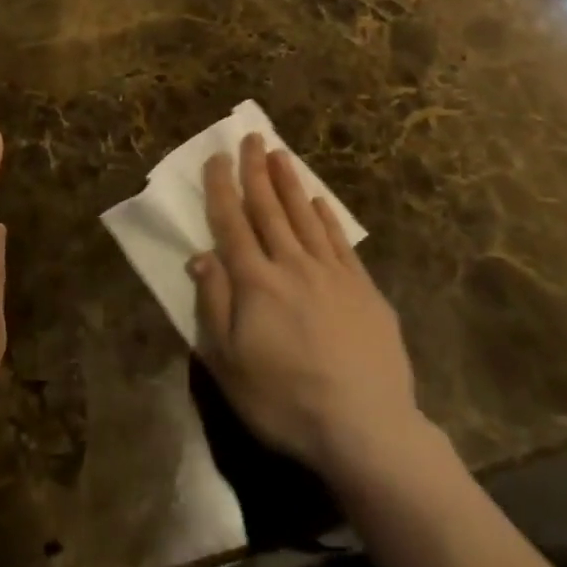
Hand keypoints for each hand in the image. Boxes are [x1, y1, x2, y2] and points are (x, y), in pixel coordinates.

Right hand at [188, 134, 419, 477]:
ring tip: (280, 154)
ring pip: (305, 216)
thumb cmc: (286, 401)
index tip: (217, 157)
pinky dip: (326, 217)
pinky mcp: (363, 288)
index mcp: (255, 282)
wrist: (367, 429)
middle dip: (256, 170)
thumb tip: (199, 256)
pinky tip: (319, 202)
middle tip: (252, 137)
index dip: (222, 187)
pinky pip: (340, 241)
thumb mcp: (230, 364)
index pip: (232, 223)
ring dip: (290, 182)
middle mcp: (291, 264)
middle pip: (269, 208)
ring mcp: (331, 273)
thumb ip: (213, 304)